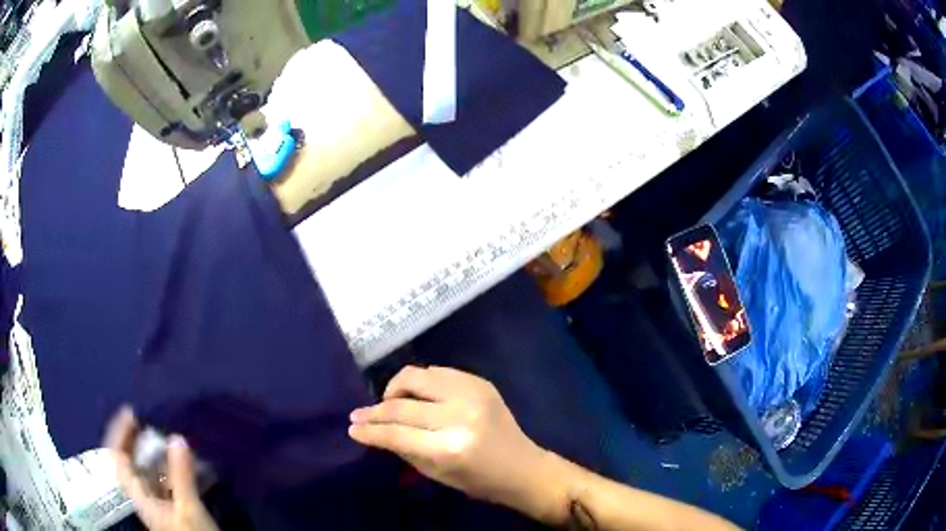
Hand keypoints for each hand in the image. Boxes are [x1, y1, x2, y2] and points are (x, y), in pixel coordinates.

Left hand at [104, 408, 218, 530]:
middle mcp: (143, 495)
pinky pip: (163, 480)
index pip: (117, 457)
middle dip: (136, 439)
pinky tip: (183, 462)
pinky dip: (170, 466)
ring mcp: (157, 502)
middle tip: (150, 420)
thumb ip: (181, 475)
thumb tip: (176, 437)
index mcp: (138, 495)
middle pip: (129, 461)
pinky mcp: (171, 507)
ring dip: (155, 452)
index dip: (119, 432)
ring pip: (147, 470)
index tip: (132, 412)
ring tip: (169, 437)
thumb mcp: (188, 508)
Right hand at [349, 366, 550, 512]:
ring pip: (417, 376)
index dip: (370, 430)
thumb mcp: (434, 473)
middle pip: (402, 404)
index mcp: (449, 447)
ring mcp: (473, 393)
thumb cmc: (477, 480)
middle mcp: (460, 415)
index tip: (352, 427)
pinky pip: (438, 372)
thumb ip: (402, 448)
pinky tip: (415, 395)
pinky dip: (420, 383)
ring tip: (388, 402)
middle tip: (359, 414)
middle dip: (375, 410)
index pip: (396, 433)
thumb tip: (373, 429)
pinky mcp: (480, 382)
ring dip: (396, 388)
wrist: (522, 467)